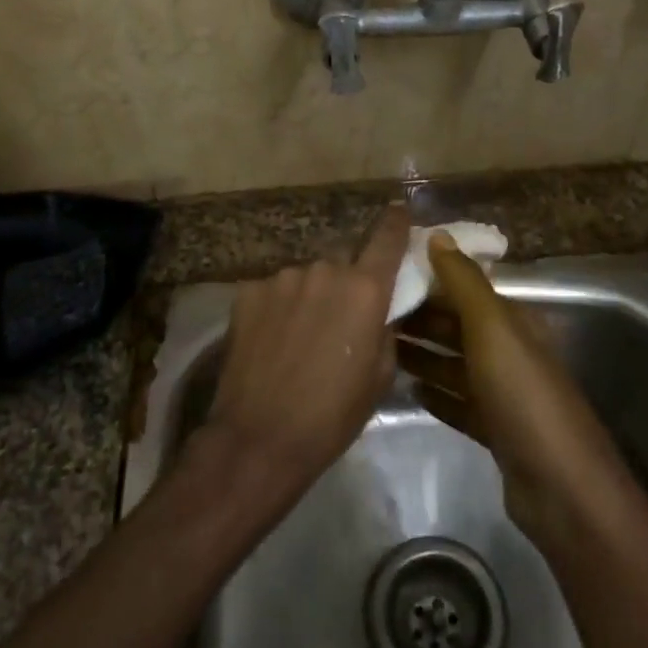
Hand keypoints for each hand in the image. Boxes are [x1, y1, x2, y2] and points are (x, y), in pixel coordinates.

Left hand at [202, 206, 411, 496]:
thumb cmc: (332, 415)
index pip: (386, 239)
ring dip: (310, 295)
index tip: (399, 209)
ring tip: (300, 335)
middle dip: (345, 280)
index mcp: (364, 289)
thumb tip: (378, 310)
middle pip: (342, 260)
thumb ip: (384, 329)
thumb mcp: (379, 376)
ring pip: (306, 276)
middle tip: (339, 316)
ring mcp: (282, 278)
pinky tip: (272, 338)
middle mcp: (324, 270)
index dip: (396, 222)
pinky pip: (275, 290)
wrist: (259, 438)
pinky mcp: (248, 291)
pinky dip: (279, 306)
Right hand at [398, 234, 637, 550]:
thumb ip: (464, 281)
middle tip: (368, 317)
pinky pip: (457, 403)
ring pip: (453, 364)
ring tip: (378, 350)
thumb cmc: (523, 394)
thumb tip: (437, 234)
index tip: (383, 276)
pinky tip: (408, 391)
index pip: (463, 289)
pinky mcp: (494, 430)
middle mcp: (508, 351)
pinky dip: (435, 394)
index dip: (427, 280)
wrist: (561, 487)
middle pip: (456, 326)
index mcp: (511, 321)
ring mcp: (502, 393)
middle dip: (418, 318)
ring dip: (421, 355)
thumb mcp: (493, 328)